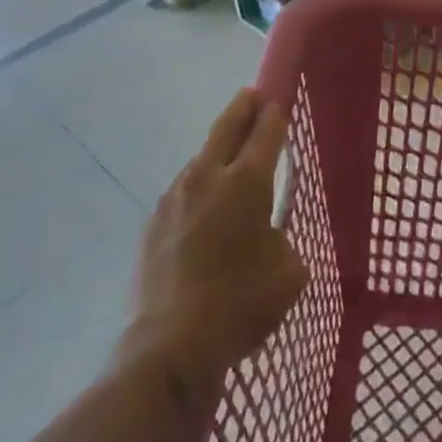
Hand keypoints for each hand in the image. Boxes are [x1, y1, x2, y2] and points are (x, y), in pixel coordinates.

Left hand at [132, 89, 307, 391]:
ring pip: (200, 160)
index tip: (278, 102)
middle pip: (226, 128)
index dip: (275, 115)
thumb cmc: (242, 303)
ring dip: (216, 151)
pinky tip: (202, 208)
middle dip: (242, 109)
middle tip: (251, 96)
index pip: (266, 133)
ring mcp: (173, 198)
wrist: (171, 345)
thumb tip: (269, 238)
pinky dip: (196, 188)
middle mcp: (208, 177)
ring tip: (228, 157)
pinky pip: (181, 192)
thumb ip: (284, 241)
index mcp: (248, 182)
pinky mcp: (152, 224)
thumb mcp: (289, 272)